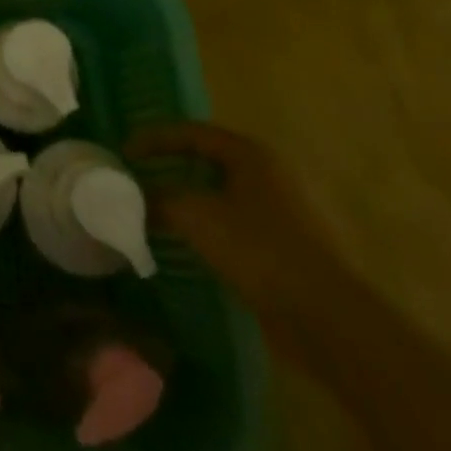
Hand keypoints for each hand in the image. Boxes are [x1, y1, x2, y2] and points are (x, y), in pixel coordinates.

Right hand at [127, 122, 359, 329]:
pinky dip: (207, 224)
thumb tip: (132, 199)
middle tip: (139, 175)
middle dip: (170, 165)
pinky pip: (234, 221)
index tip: (124, 153)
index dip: (154, 139)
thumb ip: (159, 199)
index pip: (191, 132)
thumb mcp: (196, 216)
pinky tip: (189, 242)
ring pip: (221, 192)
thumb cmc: (259, 250)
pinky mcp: (287, 244)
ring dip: (187, 197)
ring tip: (157, 209)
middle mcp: (268, 173)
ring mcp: (282, 210)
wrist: (326, 318)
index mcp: (250, 154)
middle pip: (207, 159)